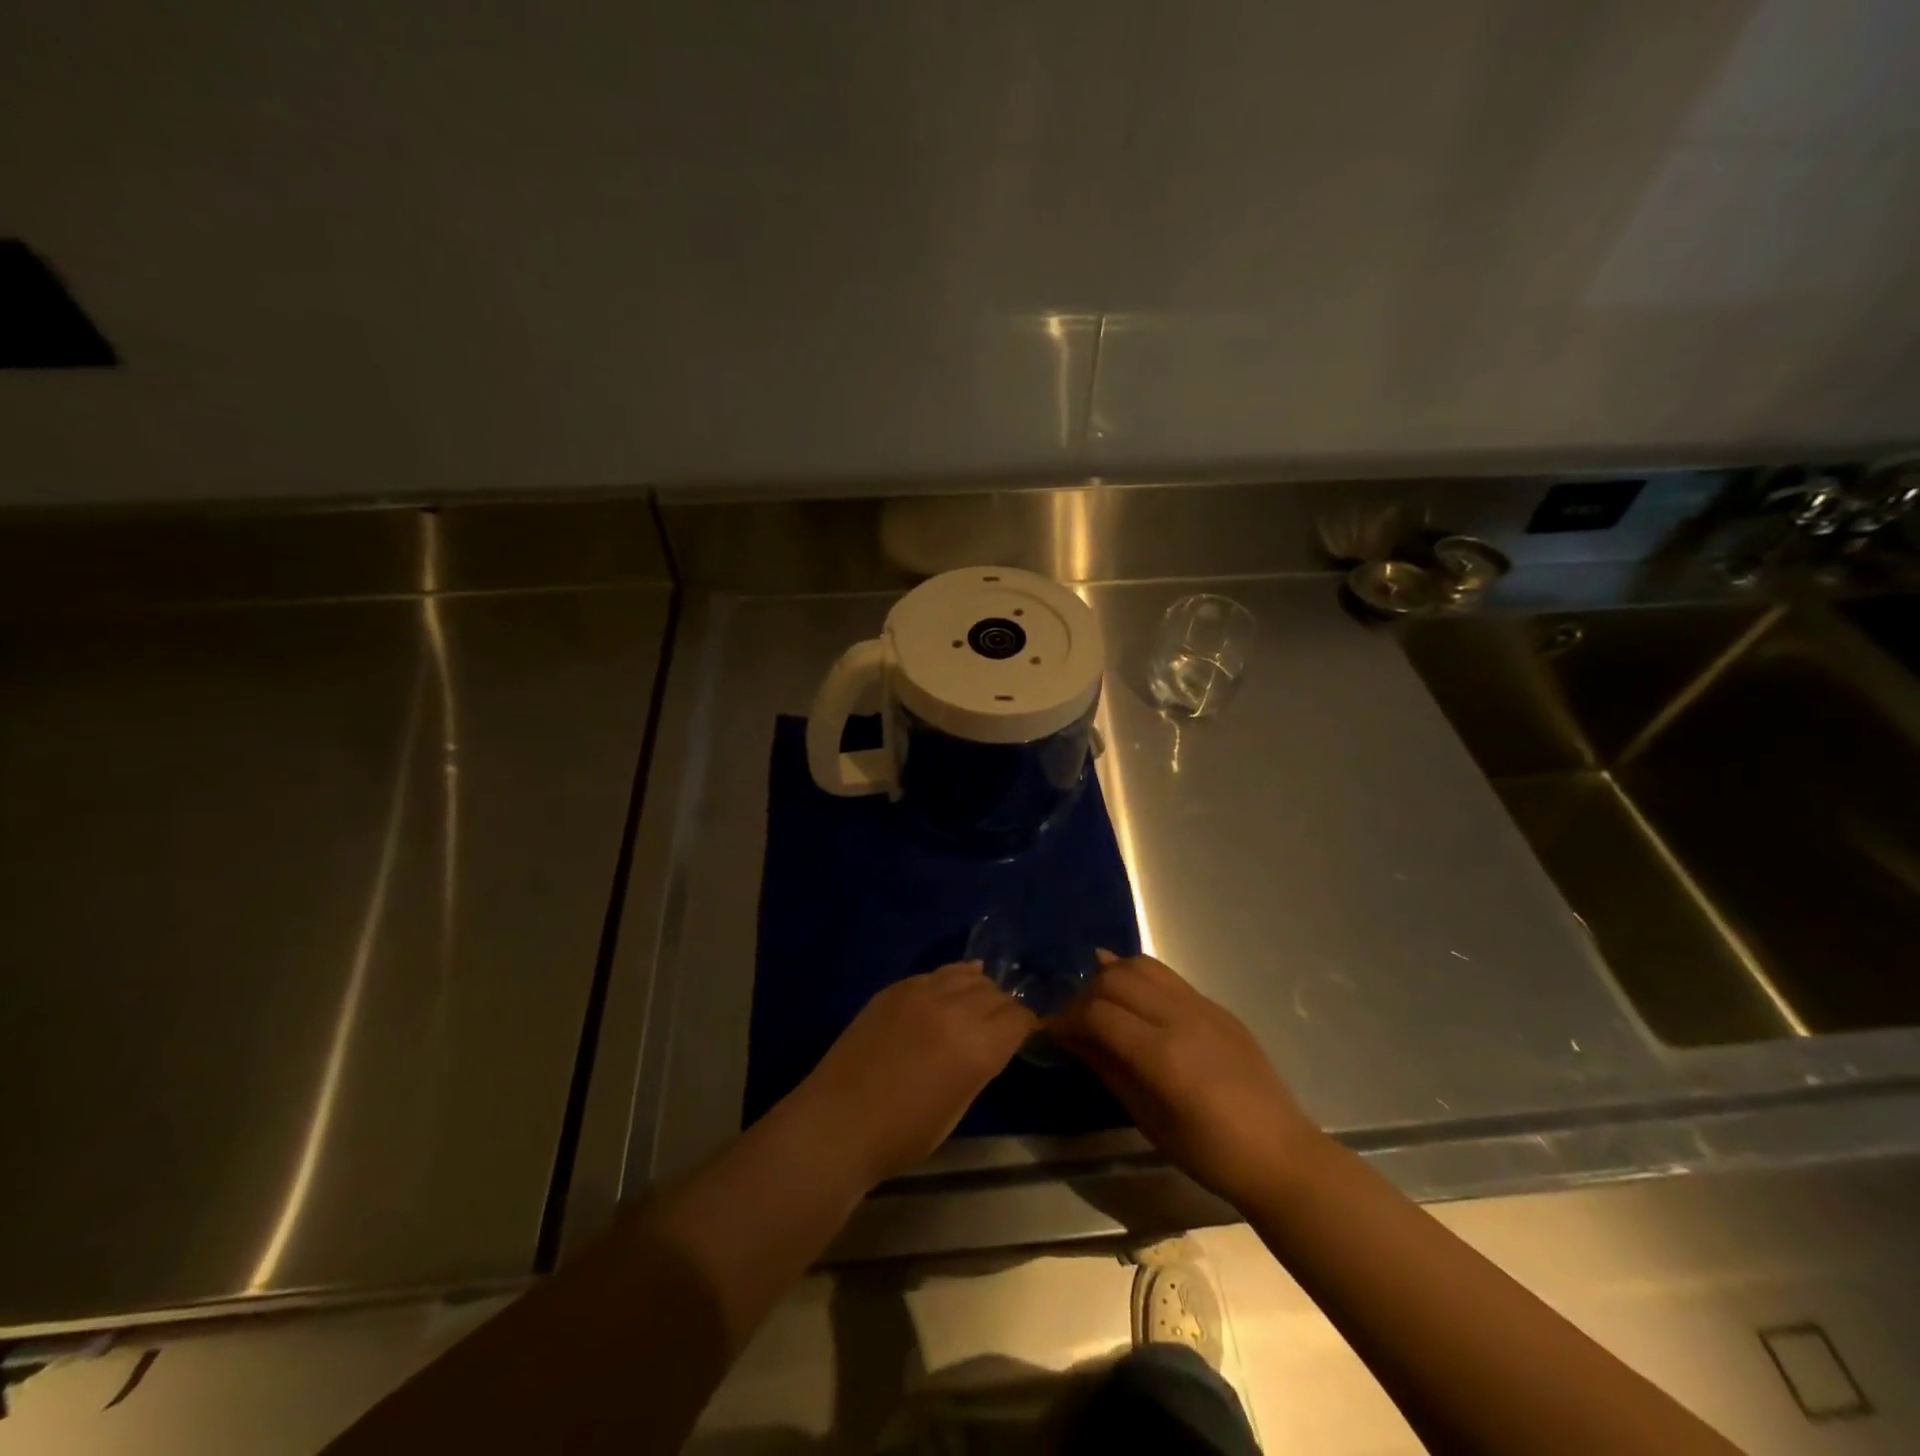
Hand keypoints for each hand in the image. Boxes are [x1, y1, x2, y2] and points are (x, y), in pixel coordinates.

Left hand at [792, 962, 1036, 1185]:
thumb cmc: (902, 1134)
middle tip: (1002, 1023)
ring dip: (979, 988)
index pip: (1018, 1018)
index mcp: (977, 1047)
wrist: (838, 1122)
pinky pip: (935, 973)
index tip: (1027, 1032)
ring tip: (978, 1001)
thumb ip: (979, 1065)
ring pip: (967, 975)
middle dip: (1005, 1007)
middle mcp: (955, 1009)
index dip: (1027, 1025)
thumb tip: (990, 1042)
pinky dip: (951, 978)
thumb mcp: (957, 1107)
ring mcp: (922, 992)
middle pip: (996, 993)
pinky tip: (952, 985)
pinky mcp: (895, 988)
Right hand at [1047, 952, 1316, 1208]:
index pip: (1098, 1014)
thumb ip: (1107, 1069)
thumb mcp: (1148, 1118)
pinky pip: (1167, 977)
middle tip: (1073, 1020)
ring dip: (1112, 977)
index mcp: (1163, 1054)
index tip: (1050, 1031)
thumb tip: (1071, 1038)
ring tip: (1099, 1002)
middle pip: (1115, 980)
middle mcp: (1180, 1017)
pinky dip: (1139, 978)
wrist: (1279, 1154)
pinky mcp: (1215, 1005)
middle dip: (1084, 994)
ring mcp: (1201, 1006)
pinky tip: (1131, 997)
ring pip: (1141, 966)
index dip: (1066, 1019)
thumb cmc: (1208, 1152)